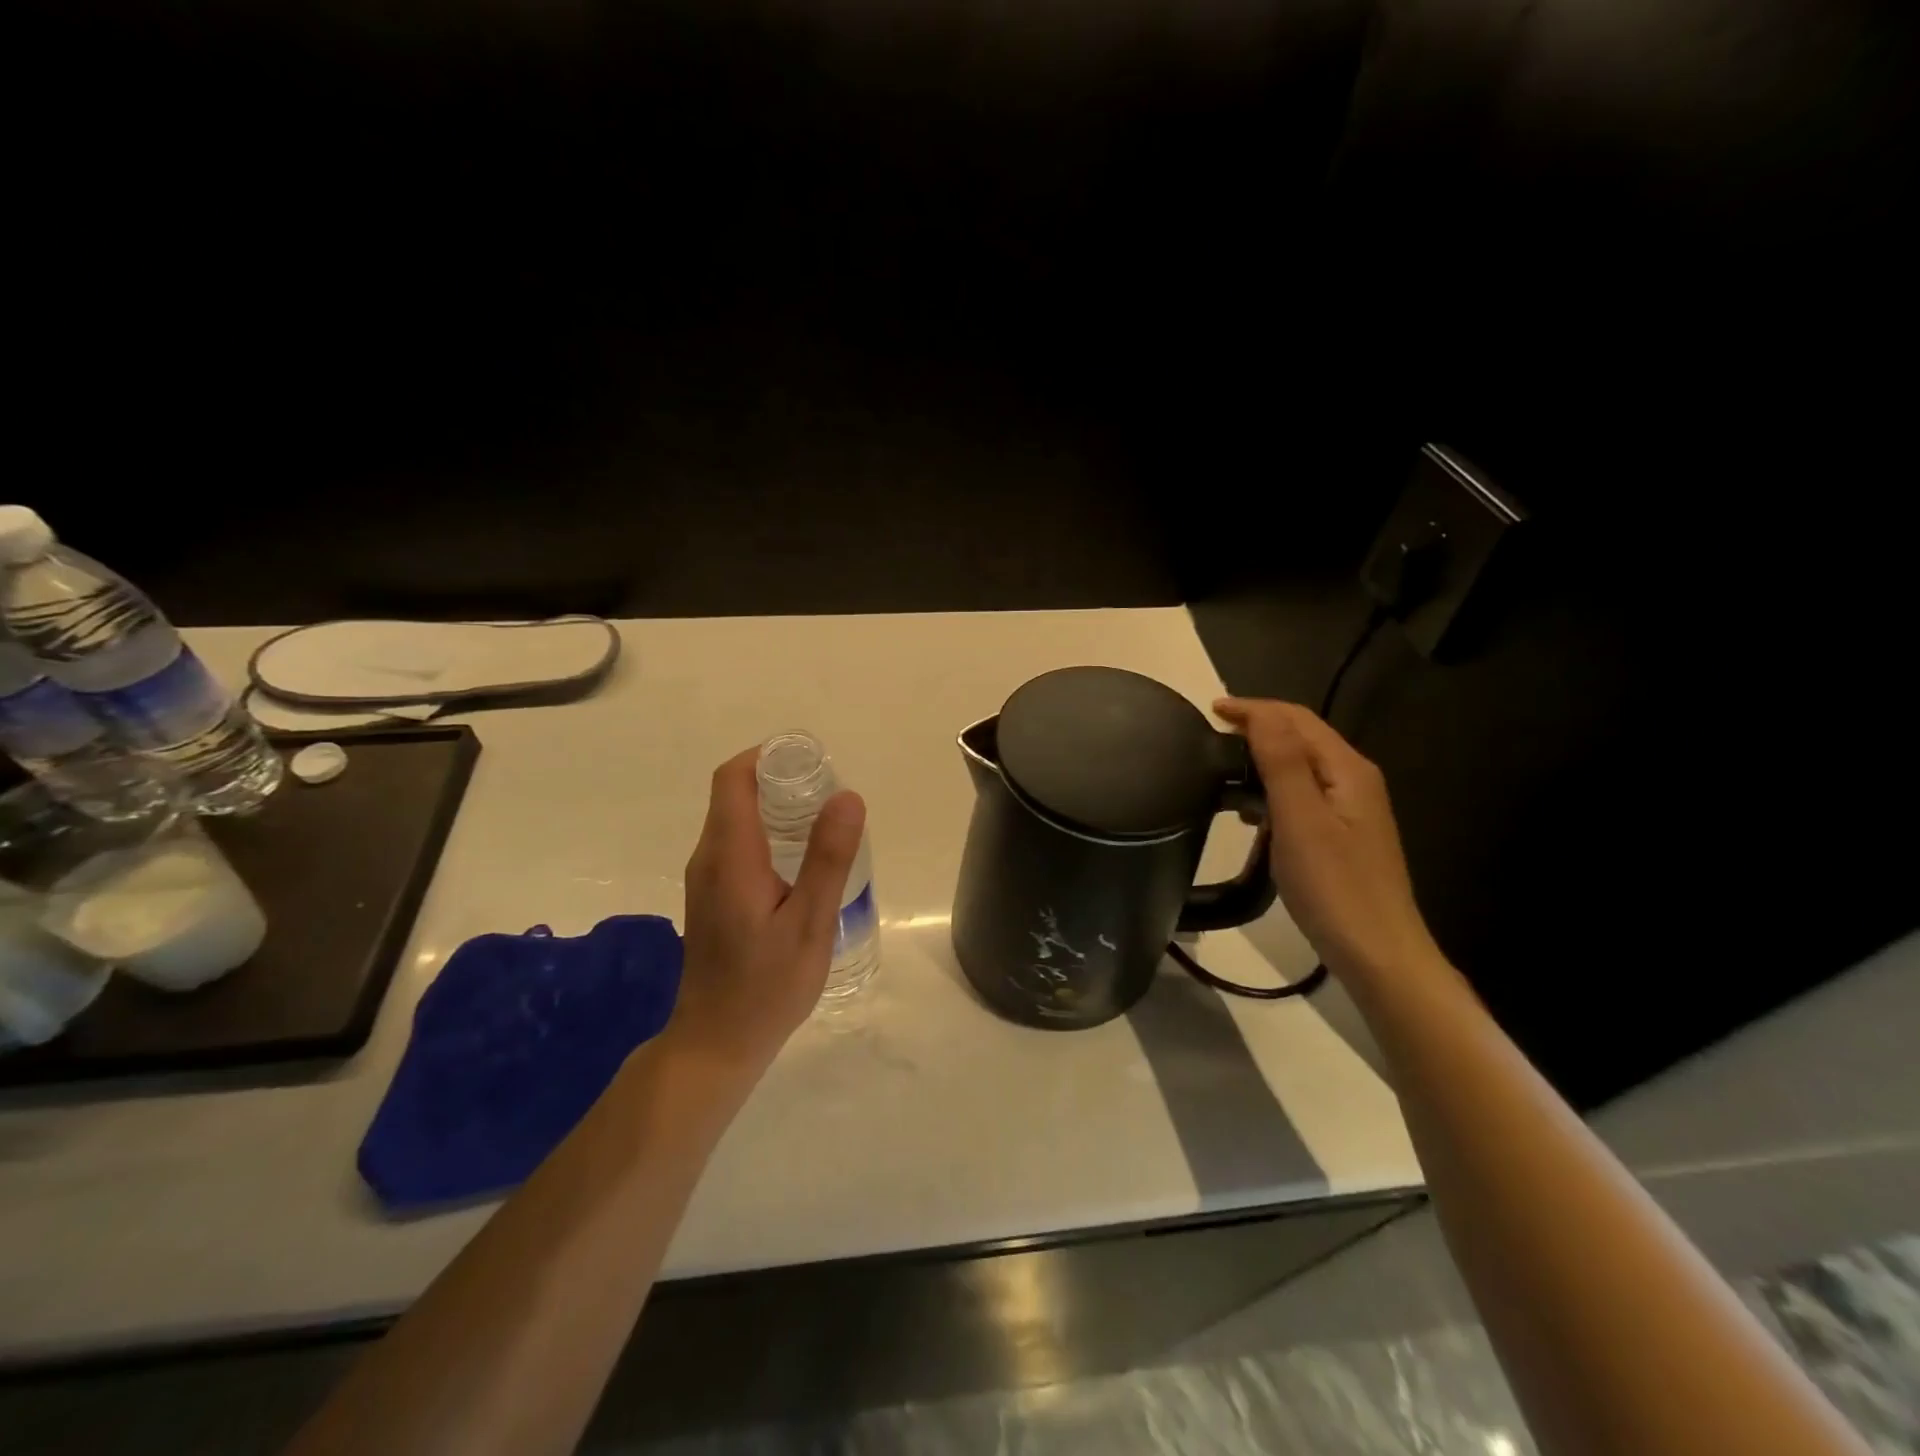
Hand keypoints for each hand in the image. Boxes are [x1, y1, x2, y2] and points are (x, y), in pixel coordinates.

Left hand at [669, 747, 866, 1075]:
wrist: (717, 1042)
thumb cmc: (766, 987)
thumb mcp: (809, 923)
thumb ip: (828, 859)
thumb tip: (848, 796)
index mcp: (729, 856)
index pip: (734, 779)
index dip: (769, 757)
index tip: (813, 762)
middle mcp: (709, 858)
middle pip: (735, 794)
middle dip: (781, 780)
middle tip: (832, 793)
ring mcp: (707, 878)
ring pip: (737, 818)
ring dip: (777, 806)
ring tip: (826, 822)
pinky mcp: (713, 895)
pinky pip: (738, 843)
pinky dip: (770, 832)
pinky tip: (803, 859)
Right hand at [1214, 698, 1442, 986]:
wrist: (1378, 953)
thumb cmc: (1334, 886)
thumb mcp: (1301, 819)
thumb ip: (1282, 761)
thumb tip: (1260, 712)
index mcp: (1347, 769)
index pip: (1296, 719)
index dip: (1253, 709)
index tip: (1210, 711)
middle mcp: (1354, 780)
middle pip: (1302, 737)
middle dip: (1258, 727)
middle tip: (1211, 735)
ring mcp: (1351, 808)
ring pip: (1301, 765)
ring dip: (1263, 757)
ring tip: (1223, 770)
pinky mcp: (1342, 834)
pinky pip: (1302, 794)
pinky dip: (1272, 789)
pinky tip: (1251, 812)